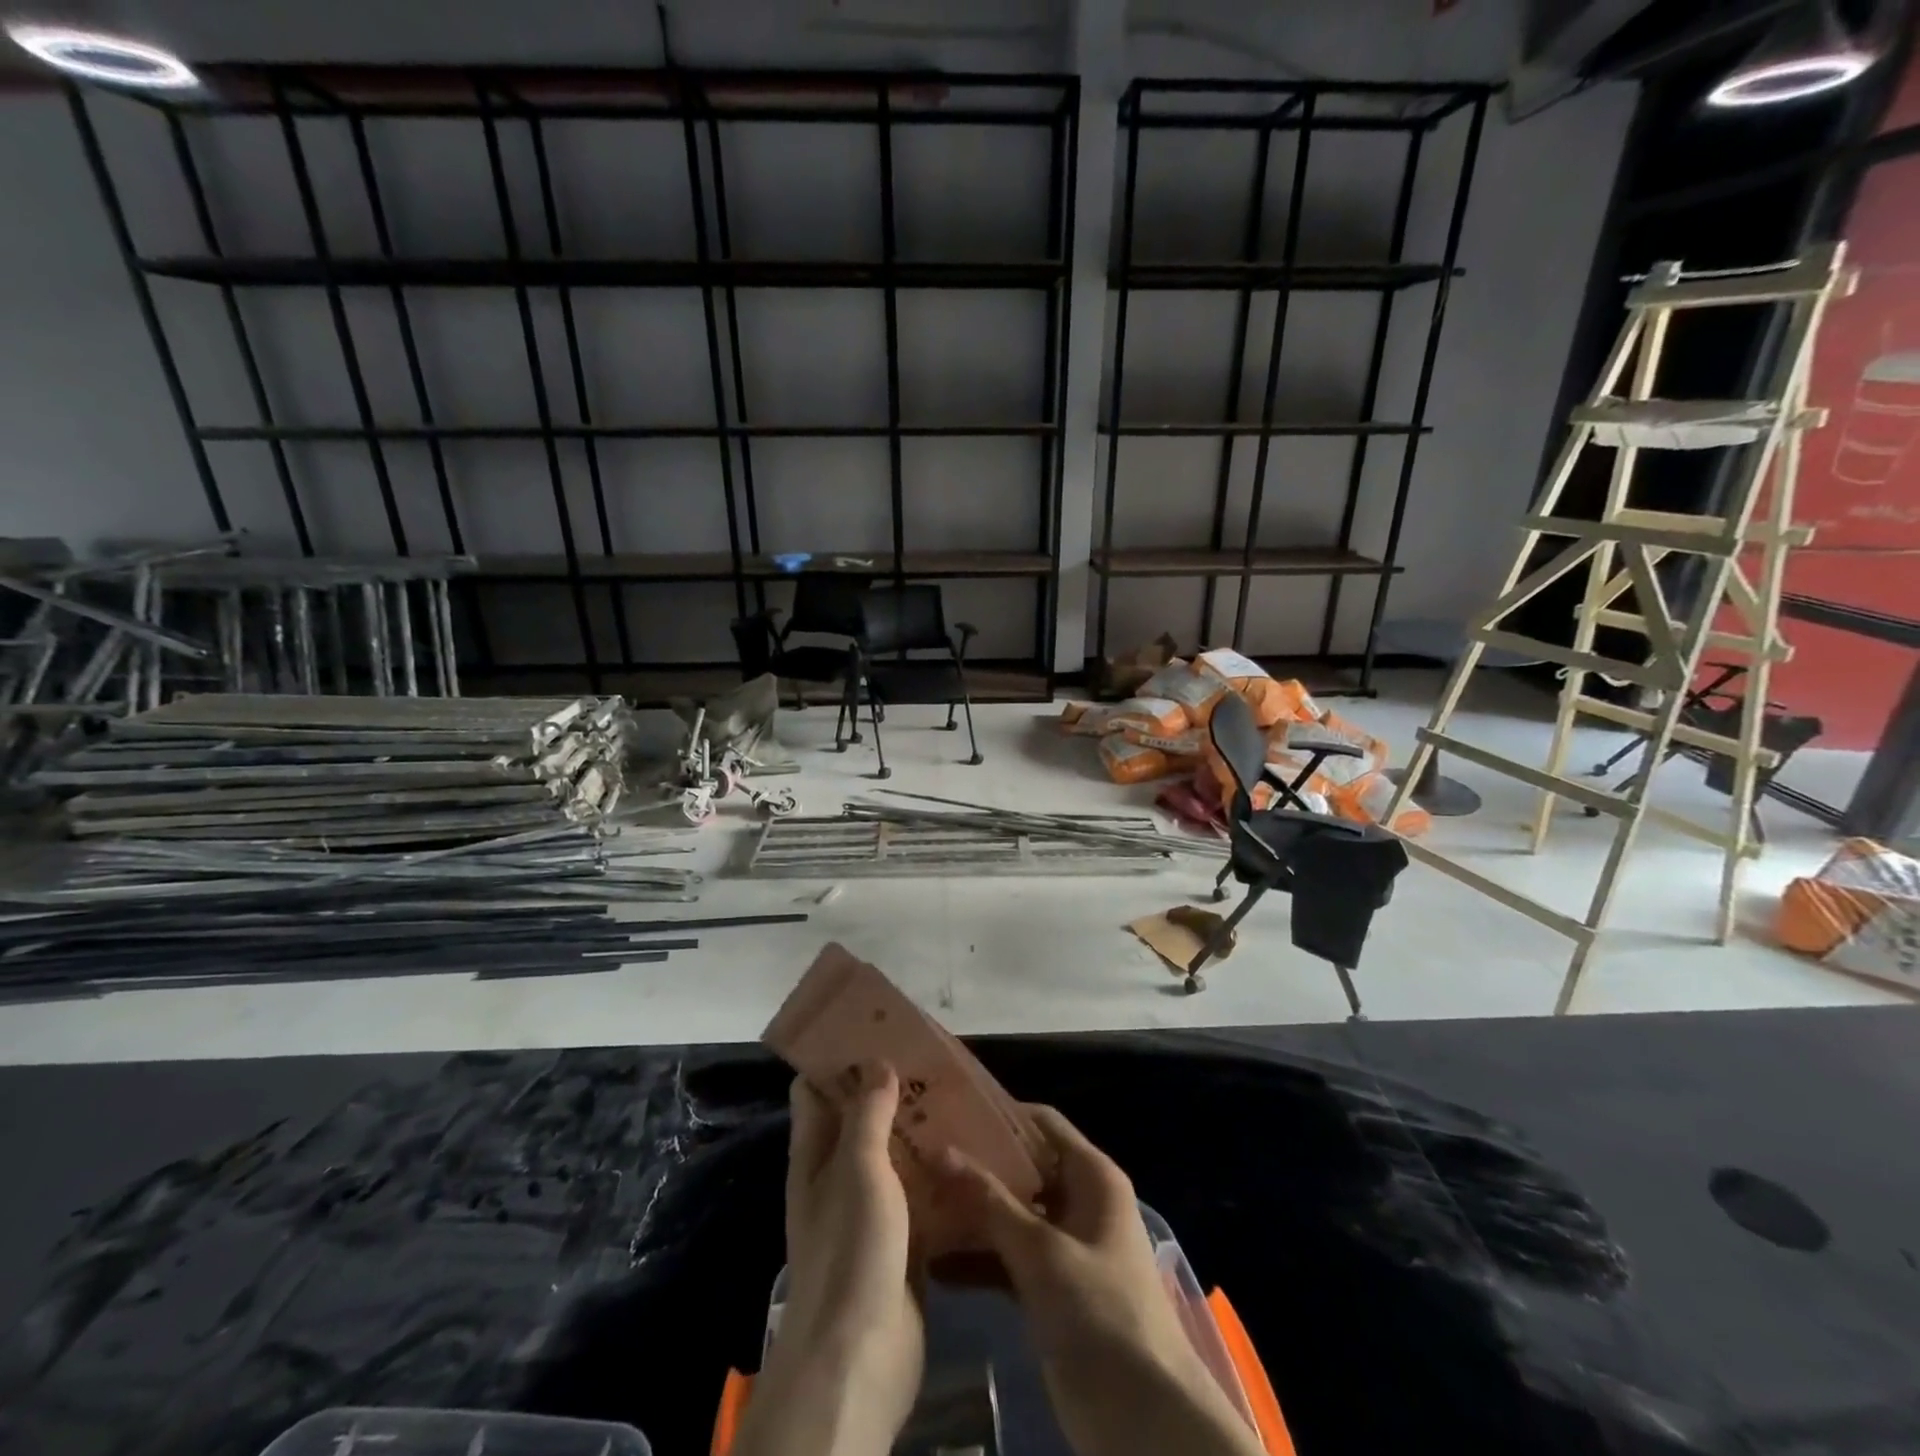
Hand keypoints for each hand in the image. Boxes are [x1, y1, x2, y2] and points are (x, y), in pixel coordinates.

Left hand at [734, 1063, 925, 1455]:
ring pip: (897, 1157)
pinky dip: (942, 1176)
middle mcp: (839, 1177)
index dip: (839, 1059)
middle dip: (893, 1090)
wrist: (861, 1359)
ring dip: (923, 1132)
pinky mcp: (904, 1242)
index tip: (878, 1030)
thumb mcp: (857, 1168)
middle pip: (862, 1120)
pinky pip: (923, 1196)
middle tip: (934, 1060)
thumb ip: (868, 1113)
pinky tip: (975, 1156)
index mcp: (816, 1155)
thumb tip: (876, 1061)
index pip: (816, 1091)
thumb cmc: (851, 1250)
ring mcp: (872, 1211)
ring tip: (962, 1098)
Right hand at [938, 1106, 1262, 1455]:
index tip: (947, 1110)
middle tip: (919, 1157)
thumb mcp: (1042, 1252)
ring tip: (915, 1204)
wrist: (1146, 1420)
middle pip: (1021, 1168)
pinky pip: (1009, 1258)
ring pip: (1010, 1215)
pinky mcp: (1051, 1289)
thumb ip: (989, 1201)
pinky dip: (978, 1259)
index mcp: (1091, 1176)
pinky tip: (933, 1263)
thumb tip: (939, 1149)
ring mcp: (1064, 1247)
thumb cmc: (1101, 1313)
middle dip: (974, 1167)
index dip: (997, 1114)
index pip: (1040, 1123)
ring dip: (970, 1215)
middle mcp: (1078, 1201)